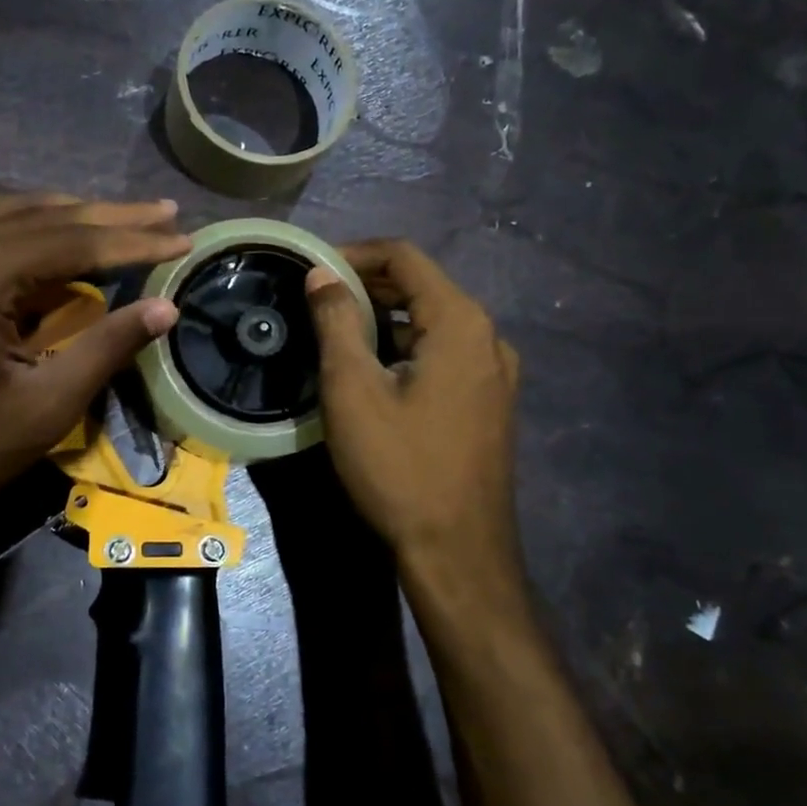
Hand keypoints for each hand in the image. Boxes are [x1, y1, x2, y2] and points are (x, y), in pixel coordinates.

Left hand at [0, 194, 187, 551]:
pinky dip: (36, 231)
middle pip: (45, 216)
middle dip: (111, 217)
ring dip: (73, 217)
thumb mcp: (45, 405)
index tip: (184, 237)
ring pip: (15, 215)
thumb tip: (167, 307)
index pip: (73, 242)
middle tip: (166, 212)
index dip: (134, 241)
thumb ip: (107, 347)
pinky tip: (64, 242)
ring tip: (126, 220)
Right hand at [305, 240, 523, 613]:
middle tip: (315, 301)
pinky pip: (445, 353)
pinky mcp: (489, 402)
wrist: (458, 552)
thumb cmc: (400, 467)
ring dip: (385, 317)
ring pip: (433, 321)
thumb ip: (336, 322)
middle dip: (367, 284)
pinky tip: (374, 370)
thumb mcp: (353, 390)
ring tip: (336, 333)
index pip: (405, 257)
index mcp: (460, 322)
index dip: (354, 254)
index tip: (312, 270)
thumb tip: (321, 274)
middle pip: (423, 286)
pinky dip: (406, 345)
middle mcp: (488, 337)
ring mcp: (495, 373)